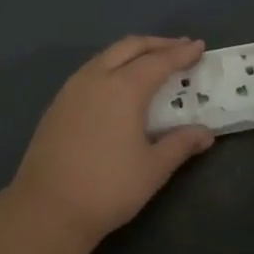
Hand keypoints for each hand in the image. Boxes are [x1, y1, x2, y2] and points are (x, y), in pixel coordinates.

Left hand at [11, 36, 215, 244]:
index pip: (159, 61)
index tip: (199, 46)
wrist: (48, 209)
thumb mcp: (153, 168)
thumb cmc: (108, 188)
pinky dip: (111, 67)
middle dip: (156, 44)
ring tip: (150, 63)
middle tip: (178, 49)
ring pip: (106, 56)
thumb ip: (180, 144)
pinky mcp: (57, 104)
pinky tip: (118, 85)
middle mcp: (96, 78)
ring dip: (131, 53)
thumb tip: (205, 134)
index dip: (181, 53)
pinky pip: (90, 72)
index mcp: (123, 88)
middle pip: (129, 47)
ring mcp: (72, 89)